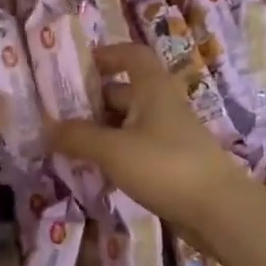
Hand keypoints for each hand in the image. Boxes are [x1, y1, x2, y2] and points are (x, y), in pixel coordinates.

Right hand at [49, 45, 250, 234]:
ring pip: (128, 123)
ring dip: (101, 131)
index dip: (107, 54)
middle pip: (124, 91)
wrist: (219, 211)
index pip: (132, 55)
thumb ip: (78, 137)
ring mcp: (169, 135)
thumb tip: (46, 127)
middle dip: (92, 101)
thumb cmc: (165, 165)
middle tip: (58, 116)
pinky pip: (136, 148)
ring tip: (68, 146)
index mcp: (152, 88)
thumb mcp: (113, 150)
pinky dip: (115, 154)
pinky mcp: (172, 163)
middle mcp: (162, 105)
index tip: (78, 67)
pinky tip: (95, 172)